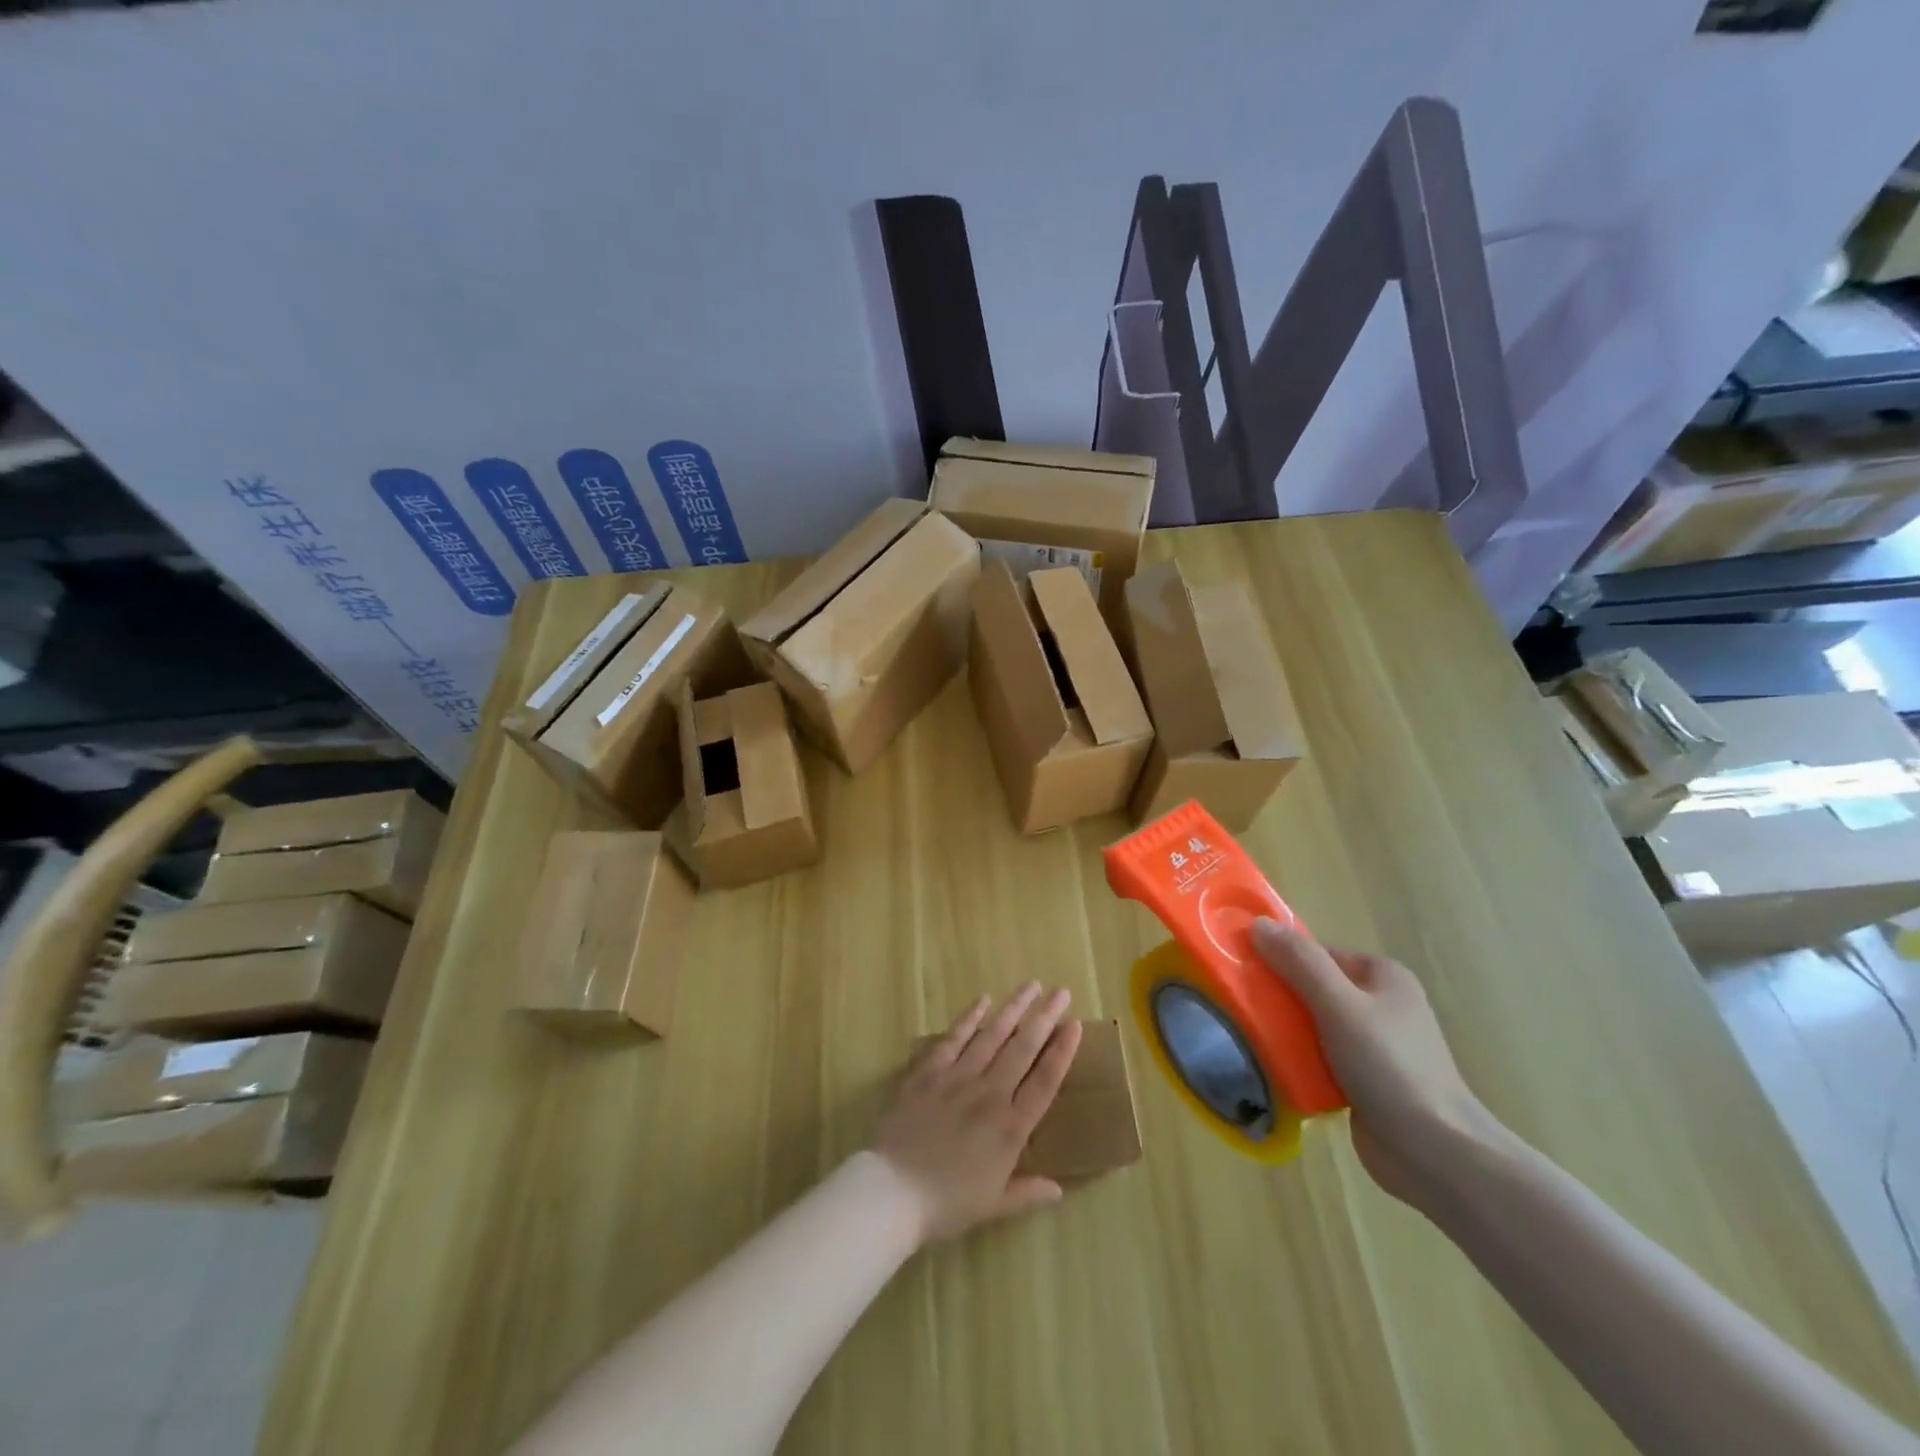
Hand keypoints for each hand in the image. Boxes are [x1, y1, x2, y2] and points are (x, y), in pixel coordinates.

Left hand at [872, 983, 1083, 1244]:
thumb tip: (1058, 1189)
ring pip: (992, 1035)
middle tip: (1060, 991)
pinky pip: (953, 1039)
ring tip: (1030, 986)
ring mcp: (958, 1078)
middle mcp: (990, 1094)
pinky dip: (969, 1018)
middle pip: (1023, 1049)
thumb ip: (1027, 1192)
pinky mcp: (929, 1072)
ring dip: (1013, 1009)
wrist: (892, 1191)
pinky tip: (983, 1000)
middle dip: (1044, 1017)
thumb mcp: (993, 1206)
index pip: (1044, 1081)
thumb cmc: (945, 1204)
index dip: (1062, 1052)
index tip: (1075, 1025)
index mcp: (1010, 1129)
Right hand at [1250, 920, 1500, 1205]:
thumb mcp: (1339, 1004)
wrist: (1436, 1153)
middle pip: (1313, 987)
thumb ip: (1299, 962)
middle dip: (1278, 997)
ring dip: (1285, 1031)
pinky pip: (1320, 1057)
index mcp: (1382, 976)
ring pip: (1313, 1024)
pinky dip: (1298, 1060)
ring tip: (1249, 1037)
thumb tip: (1257, 923)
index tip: (1242, 971)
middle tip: (1240, 1006)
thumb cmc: (1390, 1066)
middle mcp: (1381, 1004)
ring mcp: (1375, 1044)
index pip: (1316, 953)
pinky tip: (1273, 1068)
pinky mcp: (1366, 1080)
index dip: (1279, 957)